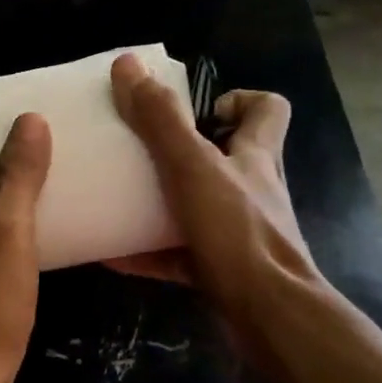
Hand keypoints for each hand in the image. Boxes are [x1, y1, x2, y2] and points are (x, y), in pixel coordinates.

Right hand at [106, 52, 319, 317]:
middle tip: (141, 152)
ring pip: (201, 206)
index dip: (237, 99)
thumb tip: (128, 65)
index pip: (267, 109)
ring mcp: (240, 233)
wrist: (268, 317)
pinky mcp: (225, 270)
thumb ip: (160, 120)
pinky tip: (113, 253)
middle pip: (225, 158)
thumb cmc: (237, 232)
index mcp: (255, 155)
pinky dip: (151, 251)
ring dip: (163, 202)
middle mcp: (252, 190)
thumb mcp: (192, 167)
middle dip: (183, 152)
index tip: (197, 110)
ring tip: (120, 198)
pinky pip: (181, 253)